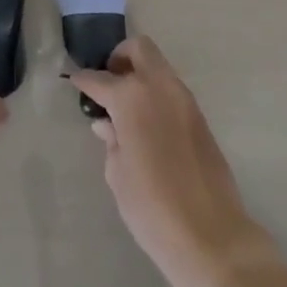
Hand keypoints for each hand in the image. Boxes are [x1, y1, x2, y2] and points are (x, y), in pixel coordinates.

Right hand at [68, 36, 273, 286]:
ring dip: (141, 75)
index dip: (83, 80)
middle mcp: (160, 87)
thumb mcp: (118, 174)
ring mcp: (184, 100)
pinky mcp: (200, 118)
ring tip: (125, 107)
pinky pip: (172, 91)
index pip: (100, 79)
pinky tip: (146, 125)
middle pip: (139, 49)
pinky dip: (156, 95)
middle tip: (108, 83)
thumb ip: (111, 140)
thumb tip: (107, 124)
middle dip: (120, 57)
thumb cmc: (152, 207)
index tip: (74, 82)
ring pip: (159, 67)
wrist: (212, 237)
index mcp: (132, 97)